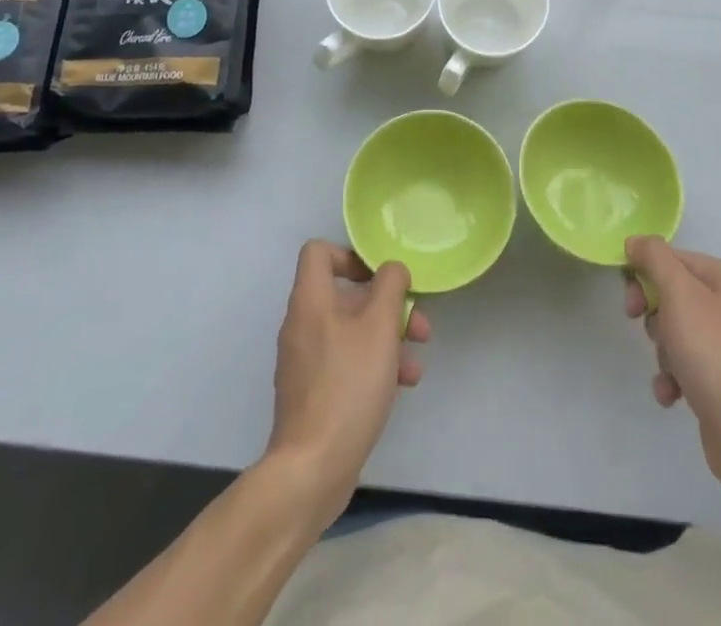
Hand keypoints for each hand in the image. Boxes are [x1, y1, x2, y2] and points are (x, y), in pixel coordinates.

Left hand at [265, 241, 431, 520]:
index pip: (318, 252)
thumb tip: (392, 269)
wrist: (313, 469)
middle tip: (418, 323)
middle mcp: (302, 325)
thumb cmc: (348, 385)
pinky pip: (346, 361)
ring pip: (351, 331)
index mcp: (310, 301)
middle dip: (386, 305)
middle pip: (345, 295)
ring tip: (416, 361)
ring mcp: (305, 361)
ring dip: (387, 337)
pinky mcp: (313, 392)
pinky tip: (402, 385)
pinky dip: (374, 364)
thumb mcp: (380, 326)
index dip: (351, 255)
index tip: (381, 277)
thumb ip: (390, 286)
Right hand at [624, 235, 720, 498]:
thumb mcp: (679, 293)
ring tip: (671, 371)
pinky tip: (672, 394)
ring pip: (676, 332)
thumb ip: (654, 258)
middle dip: (654, 317)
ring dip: (663, 351)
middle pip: (673, 295)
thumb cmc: (713, 353)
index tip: (630, 301)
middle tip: (648, 333)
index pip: (673, 259)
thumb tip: (636, 240)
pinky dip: (673, 377)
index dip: (645, 275)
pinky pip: (686, 366)